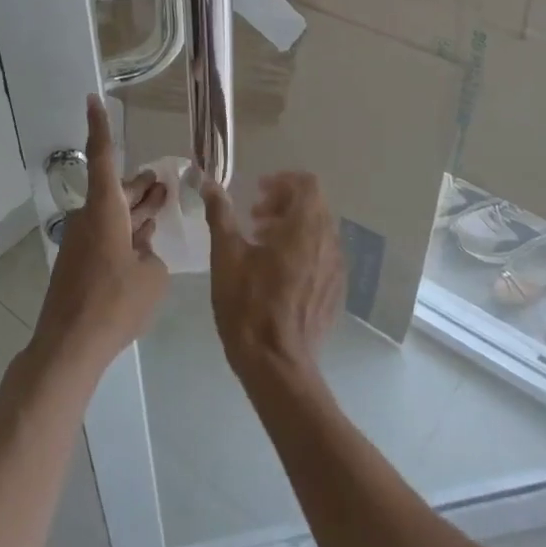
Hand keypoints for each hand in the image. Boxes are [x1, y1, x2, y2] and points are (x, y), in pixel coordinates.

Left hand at [30, 96, 169, 380]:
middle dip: (140, 184)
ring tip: (162, 201)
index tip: (92, 98)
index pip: (102, 157)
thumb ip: (152, 256)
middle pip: (116, 189)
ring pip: (114, 213)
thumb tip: (143, 251)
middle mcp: (90, 218)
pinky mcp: (81, 264)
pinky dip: (127, 231)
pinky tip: (146, 240)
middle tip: (163, 179)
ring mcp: (83, 242)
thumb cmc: (114, 304)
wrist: (70, 345)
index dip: (99, 126)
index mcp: (105, 211)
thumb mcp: (152, 278)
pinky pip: (108, 235)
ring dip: (137, 208)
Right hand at [200, 172, 343, 386]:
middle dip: (283, 203)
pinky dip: (302, 249)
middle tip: (254, 219)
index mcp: (304, 229)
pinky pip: (323, 255)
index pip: (307, 184)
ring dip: (291, 226)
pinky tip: (277, 273)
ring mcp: (336, 269)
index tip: (257, 194)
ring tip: (261, 245)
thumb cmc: (248, 305)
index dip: (282, 181)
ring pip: (319, 230)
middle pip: (314, 205)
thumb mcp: (226, 256)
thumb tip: (209, 183)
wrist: (277, 365)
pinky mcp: (335, 291)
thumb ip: (220, 214)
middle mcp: (328, 243)